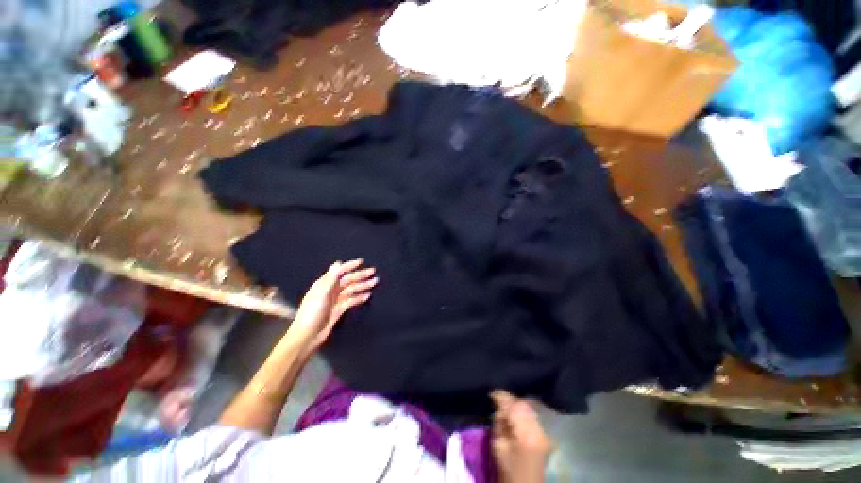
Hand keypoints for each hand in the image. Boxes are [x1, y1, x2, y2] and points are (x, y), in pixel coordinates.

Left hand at [289, 259, 376, 353]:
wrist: (308, 336)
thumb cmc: (312, 313)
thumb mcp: (321, 294)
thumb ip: (331, 278)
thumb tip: (338, 262)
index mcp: (324, 284)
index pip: (339, 271)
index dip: (350, 266)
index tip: (361, 262)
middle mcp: (330, 290)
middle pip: (348, 280)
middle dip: (360, 275)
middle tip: (373, 271)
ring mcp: (335, 300)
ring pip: (352, 289)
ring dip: (363, 285)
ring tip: (374, 282)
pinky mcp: (339, 309)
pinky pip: (351, 300)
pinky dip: (359, 297)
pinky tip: (368, 295)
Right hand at [491, 390, 551, 482]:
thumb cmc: (508, 470)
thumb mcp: (497, 446)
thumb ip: (499, 423)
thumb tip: (499, 408)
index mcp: (526, 435)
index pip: (515, 407)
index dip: (503, 397)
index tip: (491, 394)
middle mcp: (540, 431)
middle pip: (524, 405)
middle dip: (510, 399)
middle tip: (497, 399)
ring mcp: (545, 433)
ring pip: (529, 408)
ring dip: (516, 404)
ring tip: (505, 406)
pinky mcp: (545, 435)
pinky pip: (533, 415)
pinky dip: (523, 411)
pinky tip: (515, 414)